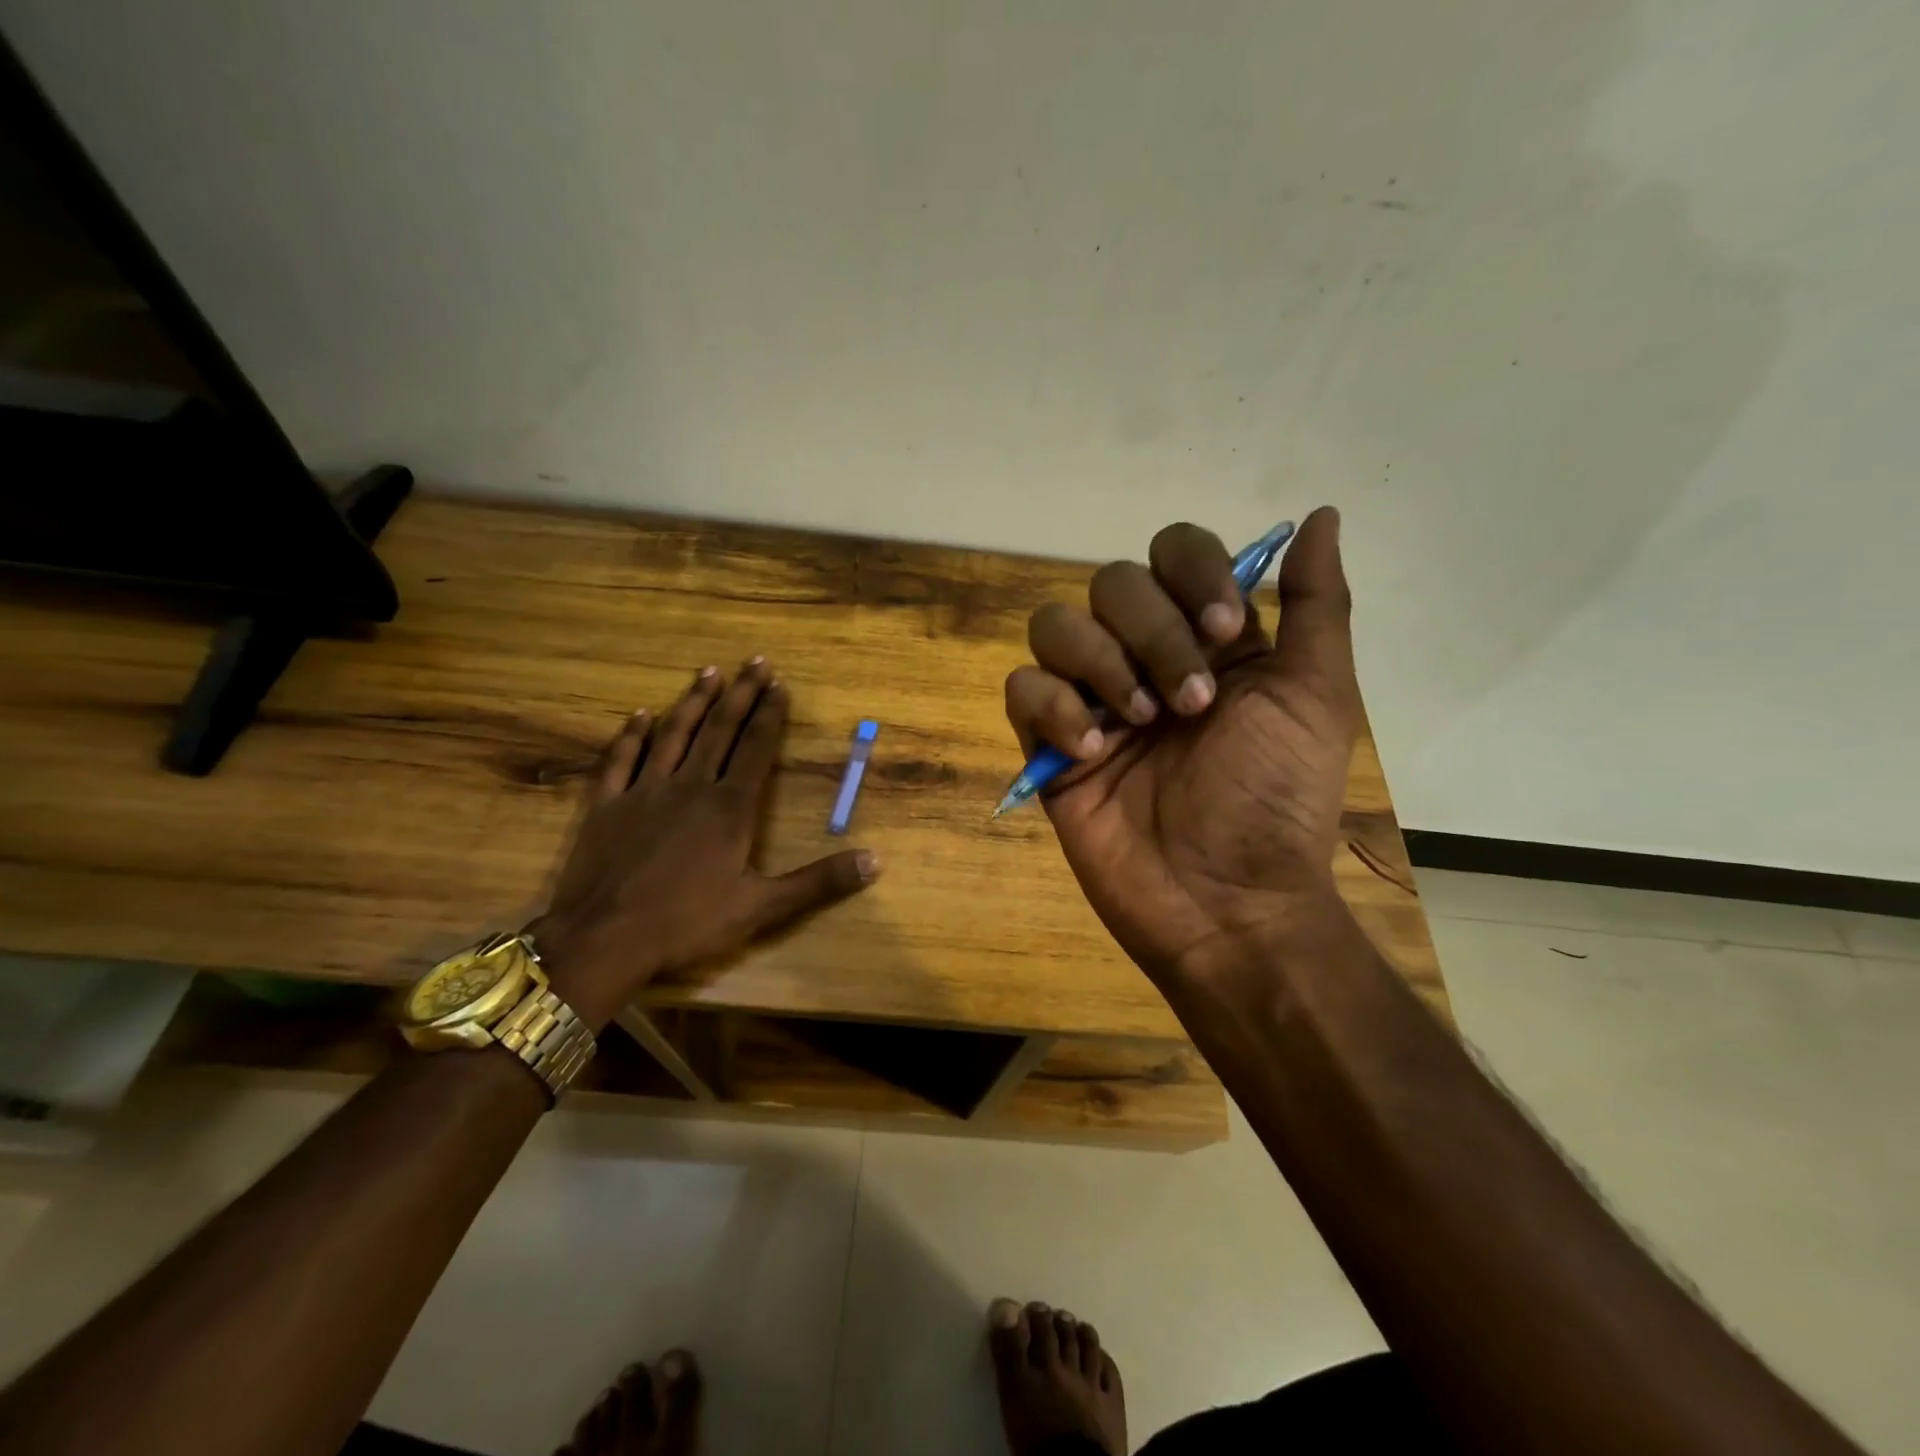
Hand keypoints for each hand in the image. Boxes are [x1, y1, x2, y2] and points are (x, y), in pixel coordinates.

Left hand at [533, 659, 878, 1029]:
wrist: (604, 939)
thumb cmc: (687, 923)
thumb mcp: (762, 908)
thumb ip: (818, 882)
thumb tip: (875, 861)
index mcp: (729, 808)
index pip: (756, 748)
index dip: (770, 715)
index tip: (780, 685)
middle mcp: (690, 786)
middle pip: (719, 730)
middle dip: (740, 694)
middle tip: (754, 662)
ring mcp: (644, 792)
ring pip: (673, 735)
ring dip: (693, 702)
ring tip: (708, 672)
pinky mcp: (606, 805)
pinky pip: (620, 760)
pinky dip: (631, 735)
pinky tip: (640, 715)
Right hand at [1004, 507, 1358, 984]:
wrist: (1227, 902)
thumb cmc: (1279, 801)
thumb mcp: (1316, 696)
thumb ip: (1315, 604)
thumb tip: (1323, 513)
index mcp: (1207, 637)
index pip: (1174, 551)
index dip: (1193, 574)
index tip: (1226, 631)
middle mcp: (1144, 655)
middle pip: (1112, 582)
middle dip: (1152, 633)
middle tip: (1191, 703)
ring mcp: (1092, 699)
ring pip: (1055, 625)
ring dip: (1101, 664)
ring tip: (1139, 725)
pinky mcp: (1048, 744)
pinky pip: (1021, 689)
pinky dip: (1052, 708)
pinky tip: (1090, 751)